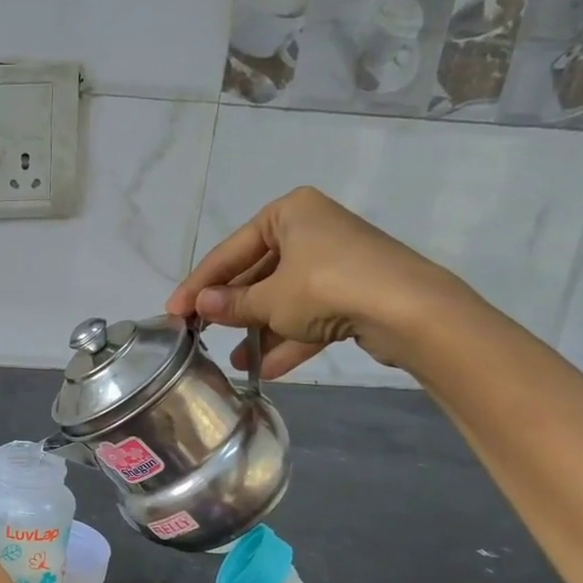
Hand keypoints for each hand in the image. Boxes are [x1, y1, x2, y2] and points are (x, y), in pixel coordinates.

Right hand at [166, 186, 466, 379]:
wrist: (410, 310)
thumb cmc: (327, 287)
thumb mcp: (269, 299)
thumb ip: (232, 305)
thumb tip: (200, 307)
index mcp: (288, 213)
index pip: (229, 251)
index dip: (198, 285)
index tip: (172, 312)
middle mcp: (311, 230)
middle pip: (257, 274)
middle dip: (232, 310)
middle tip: (199, 334)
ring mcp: (335, 262)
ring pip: (283, 298)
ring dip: (258, 330)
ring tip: (234, 361)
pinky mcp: (353, 292)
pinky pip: (309, 315)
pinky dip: (288, 339)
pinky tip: (266, 369)